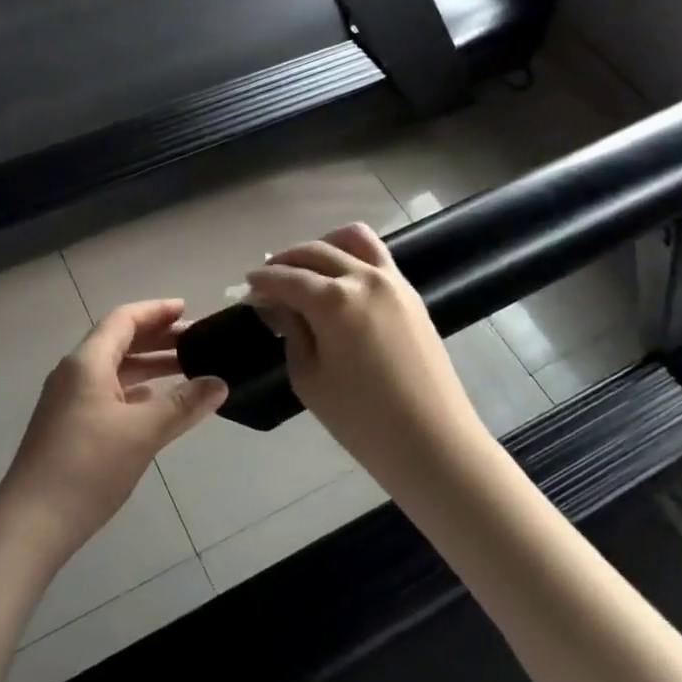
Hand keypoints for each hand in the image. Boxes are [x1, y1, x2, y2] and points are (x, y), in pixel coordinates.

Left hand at [0, 300, 226, 554]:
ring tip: (187, 369)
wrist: (31, 524)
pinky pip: (109, 394)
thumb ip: (183, 404)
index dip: (156, 311)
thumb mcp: (143, 432)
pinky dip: (136, 391)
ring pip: (115, 370)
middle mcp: (75, 374)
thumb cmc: (87, 467)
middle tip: (197, 340)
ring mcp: (69, 402)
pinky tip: (159, 404)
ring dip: (149, 366)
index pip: (124, 319)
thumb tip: (219, 383)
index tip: (188, 309)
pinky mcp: (70, 428)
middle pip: (119, 341)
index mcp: (87, 362)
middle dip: (158, 338)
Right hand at [247, 223, 483, 480]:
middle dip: (285, 262)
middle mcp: (363, 278)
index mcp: (334, 300)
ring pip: (351, 238)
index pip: (286, 278)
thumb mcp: (309, 378)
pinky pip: (376, 255)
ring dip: (322, 246)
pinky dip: (351, 255)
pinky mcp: (410, 293)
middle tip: (269, 283)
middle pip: (315, 251)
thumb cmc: (362, 420)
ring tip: (306, 269)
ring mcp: (392, 281)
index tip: (248, 290)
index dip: (262, 282)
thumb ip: (291, 331)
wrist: (433, 443)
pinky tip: (337, 280)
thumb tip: (281, 305)